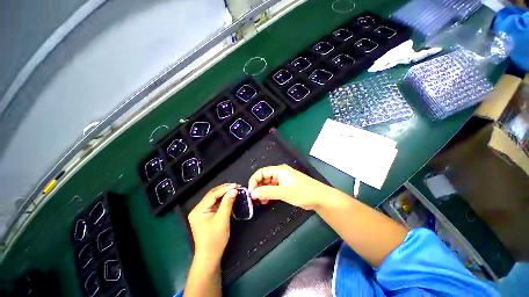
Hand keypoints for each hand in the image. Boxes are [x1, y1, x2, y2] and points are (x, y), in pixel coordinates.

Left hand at [187, 183, 237, 262]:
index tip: (236, 185)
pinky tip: (230, 197)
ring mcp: (201, 212)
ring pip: (214, 198)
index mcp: (198, 210)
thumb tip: (234, 190)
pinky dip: (223, 200)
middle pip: (212, 195)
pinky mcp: (205, 215)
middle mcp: (198, 209)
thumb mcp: (222, 220)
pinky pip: (215, 204)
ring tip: (235, 189)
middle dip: (225, 189)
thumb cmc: (215, 239)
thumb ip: (227, 203)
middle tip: (236, 186)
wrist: (210, 257)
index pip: (212, 195)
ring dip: (224, 194)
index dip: (225, 189)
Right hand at [248, 165, 335, 209]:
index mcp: (279, 170)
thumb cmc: (303, 192)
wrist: (320, 198)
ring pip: (268, 183)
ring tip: (260, 201)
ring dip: (263, 191)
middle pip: (264, 177)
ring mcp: (283, 180)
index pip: (261, 172)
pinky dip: (269, 193)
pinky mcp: (286, 186)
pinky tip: (267, 200)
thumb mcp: (284, 192)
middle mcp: (280, 173)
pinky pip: (273, 188)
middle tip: (254, 198)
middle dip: (258, 186)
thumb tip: (252, 193)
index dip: (254, 181)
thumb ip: (268, 192)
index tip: (251, 192)